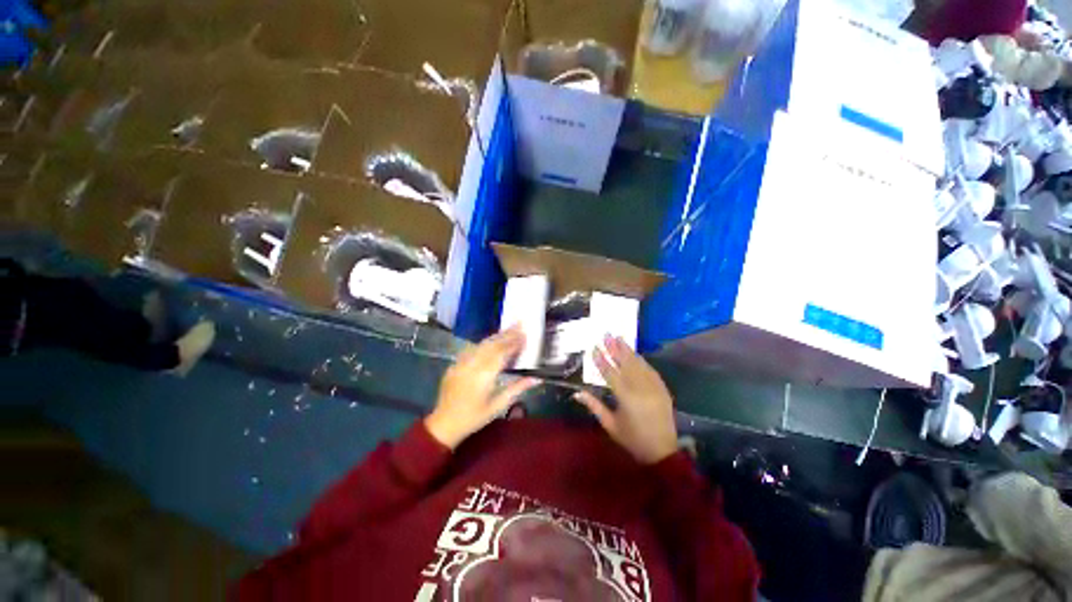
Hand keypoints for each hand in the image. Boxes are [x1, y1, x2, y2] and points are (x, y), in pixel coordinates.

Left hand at [425, 326, 539, 448]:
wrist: (444, 424)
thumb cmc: (474, 417)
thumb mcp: (498, 405)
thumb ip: (517, 388)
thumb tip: (536, 378)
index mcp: (484, 375)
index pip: (502, 353)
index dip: (514, 342)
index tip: (525, 334)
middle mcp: (472, 365)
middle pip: (492, 344)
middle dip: (507, 333)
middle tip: (519, 323)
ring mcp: (461, 363)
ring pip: (481, 344)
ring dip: (496, 336)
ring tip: (508, 329)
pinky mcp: (454, 365)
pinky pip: (471, 349)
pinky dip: (483, 343)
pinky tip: (490, 341)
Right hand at [574, 335, 677, 464]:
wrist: (663, 451)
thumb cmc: (632, 439)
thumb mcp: (610, 425)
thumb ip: (594, 406)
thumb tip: (576, 393)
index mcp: (626, 398)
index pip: (610, 373)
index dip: (601, 360)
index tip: (593, 348)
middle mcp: (641, 388)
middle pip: (625, 363)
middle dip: (615, 348)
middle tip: (607, 335)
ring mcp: (654, 387)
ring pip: (639, 364)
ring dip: (628, 350)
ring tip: (619, 338)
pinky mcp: (662, 388)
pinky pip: (650, 370)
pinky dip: (641, 360)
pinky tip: (635, 353)